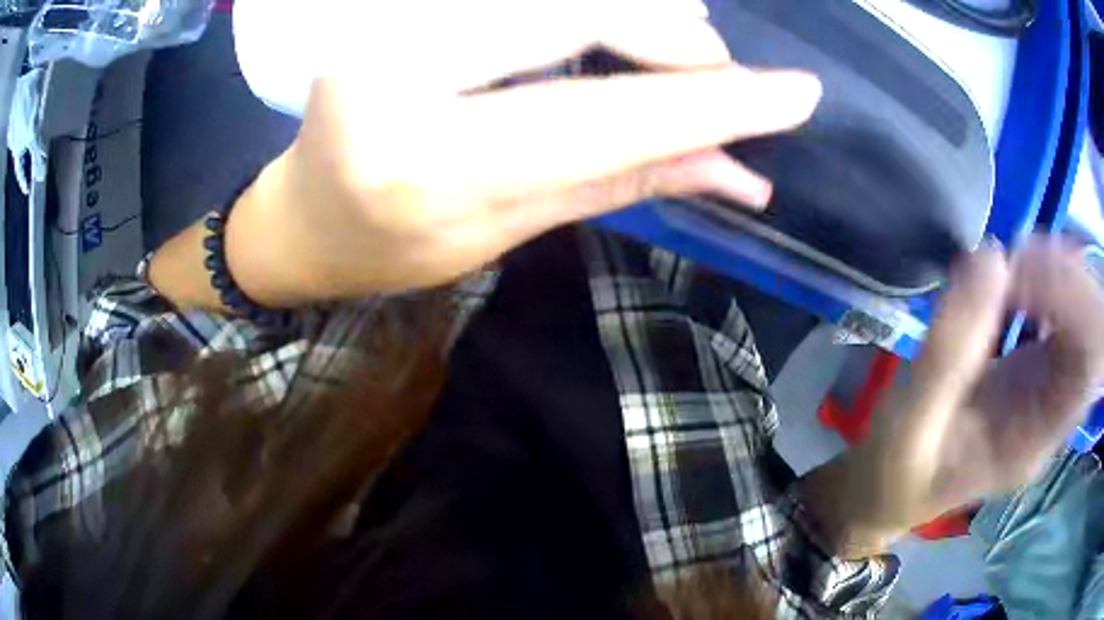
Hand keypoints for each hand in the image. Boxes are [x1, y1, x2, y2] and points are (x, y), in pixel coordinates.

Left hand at [224, 0, 821, 304]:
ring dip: (636, 14)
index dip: (709, 102)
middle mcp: (394, 71)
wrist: (304, 216)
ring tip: (680, 48)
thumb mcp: (506, 229)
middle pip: (580, 14)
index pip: (603, 117)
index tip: (795, 95)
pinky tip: (611, 28)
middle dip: (674, 39)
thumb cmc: (392, 244)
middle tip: (720, 69)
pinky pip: (519, 0)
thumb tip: (737, 169)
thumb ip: (622, 180)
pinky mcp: (387, 4)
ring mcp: (383, 20)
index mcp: (424, 164)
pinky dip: (584, 9)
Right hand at [805, 240, 1103, 556]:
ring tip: (1014, 261)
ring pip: (1082, 316)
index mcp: (1034, 441)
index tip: (1020, 271)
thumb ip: (950, 349)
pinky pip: (1063, 314)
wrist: (890, 489)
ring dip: (1057, 274)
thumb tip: (991, 257)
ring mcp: (1049, 388)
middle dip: (1065, 279)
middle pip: (1092, 333)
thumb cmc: (896, 470)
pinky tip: (1018, 274)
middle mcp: (1053, 413)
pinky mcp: (1036, 368)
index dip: (1072, 301)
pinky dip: (1048, 279)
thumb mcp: (911, 422)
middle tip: (1017, 257)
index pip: (1086, 364)